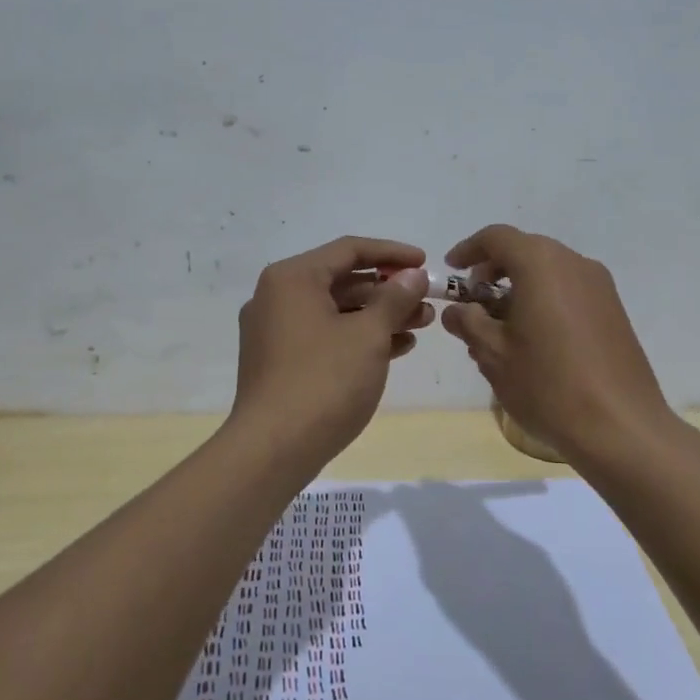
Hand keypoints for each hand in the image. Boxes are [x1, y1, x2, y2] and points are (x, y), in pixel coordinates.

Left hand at [231, 236, 433, 460]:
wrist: (273, 450)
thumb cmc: (324, 380)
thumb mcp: (368, 335)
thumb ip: (394, 298)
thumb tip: (413, 275)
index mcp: (293, 278)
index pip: (349, 249)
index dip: (392, 253)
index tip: (426, 263)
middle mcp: (278, 297)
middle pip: (343, 280)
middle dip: (389, 290)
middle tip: (427, 302)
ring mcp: (275, 331)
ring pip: (337, 311)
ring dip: (379, 316)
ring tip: (421, 326)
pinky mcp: (280, 362)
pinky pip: (326, 336)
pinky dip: (359, 338)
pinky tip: (396, 348)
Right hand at [437, 225, 675, 463]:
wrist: (620, 426)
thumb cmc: (547, 384)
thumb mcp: (493, 354)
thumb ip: (468, 323)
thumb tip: (456, 311)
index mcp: (541, 263)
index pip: (497, 237)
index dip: (469, 249)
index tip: (451, 270)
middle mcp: (574, 263)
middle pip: (526, 251)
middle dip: (494, 271)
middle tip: (473, 303)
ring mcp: (600, 286)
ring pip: (549, 272)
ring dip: (520, 288)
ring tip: (501, 329)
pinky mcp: (614, 311)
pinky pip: (570, 291)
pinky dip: (545, 301)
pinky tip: (535, 340)